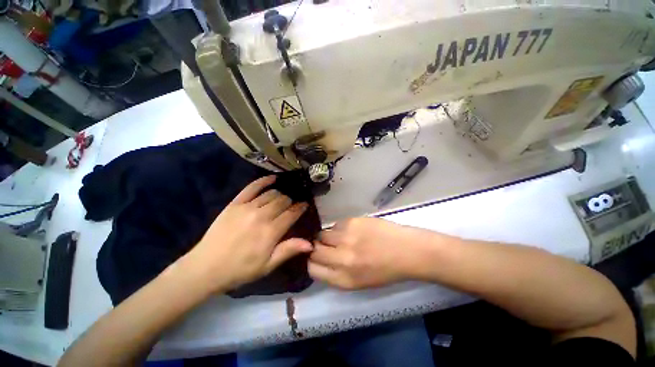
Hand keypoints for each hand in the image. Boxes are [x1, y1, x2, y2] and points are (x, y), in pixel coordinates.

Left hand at [180, 176, 311, 291]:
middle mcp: (262, 216)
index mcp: (271, 232)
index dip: (300, 208)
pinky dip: (263, 181)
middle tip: (291, 206)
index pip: (292, 213)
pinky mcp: (235, 203)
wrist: (206, 267)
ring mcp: (248, 207)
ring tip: (281, 199)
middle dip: (290, 202)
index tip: (305, 205)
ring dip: (280, 195)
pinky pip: (252, 187)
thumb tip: (311, 244)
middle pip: (283, 201)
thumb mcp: (268, 265)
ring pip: (271, 194)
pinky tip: (272, 178)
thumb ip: (289, 250)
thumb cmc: (241, 269)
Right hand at [308, 217, 428, 289]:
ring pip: (323, 234)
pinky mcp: (352, 222)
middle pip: (314, 250)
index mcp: (344, 279)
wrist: (407, 251)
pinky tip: (353, 230)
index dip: (312, 262)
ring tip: (342, 237)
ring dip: (328, 236)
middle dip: (317, 247)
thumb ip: (336, 274)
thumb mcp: (359, 282)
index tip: (317, 257)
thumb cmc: (385, 270)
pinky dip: (340, 228)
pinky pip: (336, 224)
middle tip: (327, 245)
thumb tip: (320, 260)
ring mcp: (347, 237)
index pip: (312, 269)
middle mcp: (342, 259)